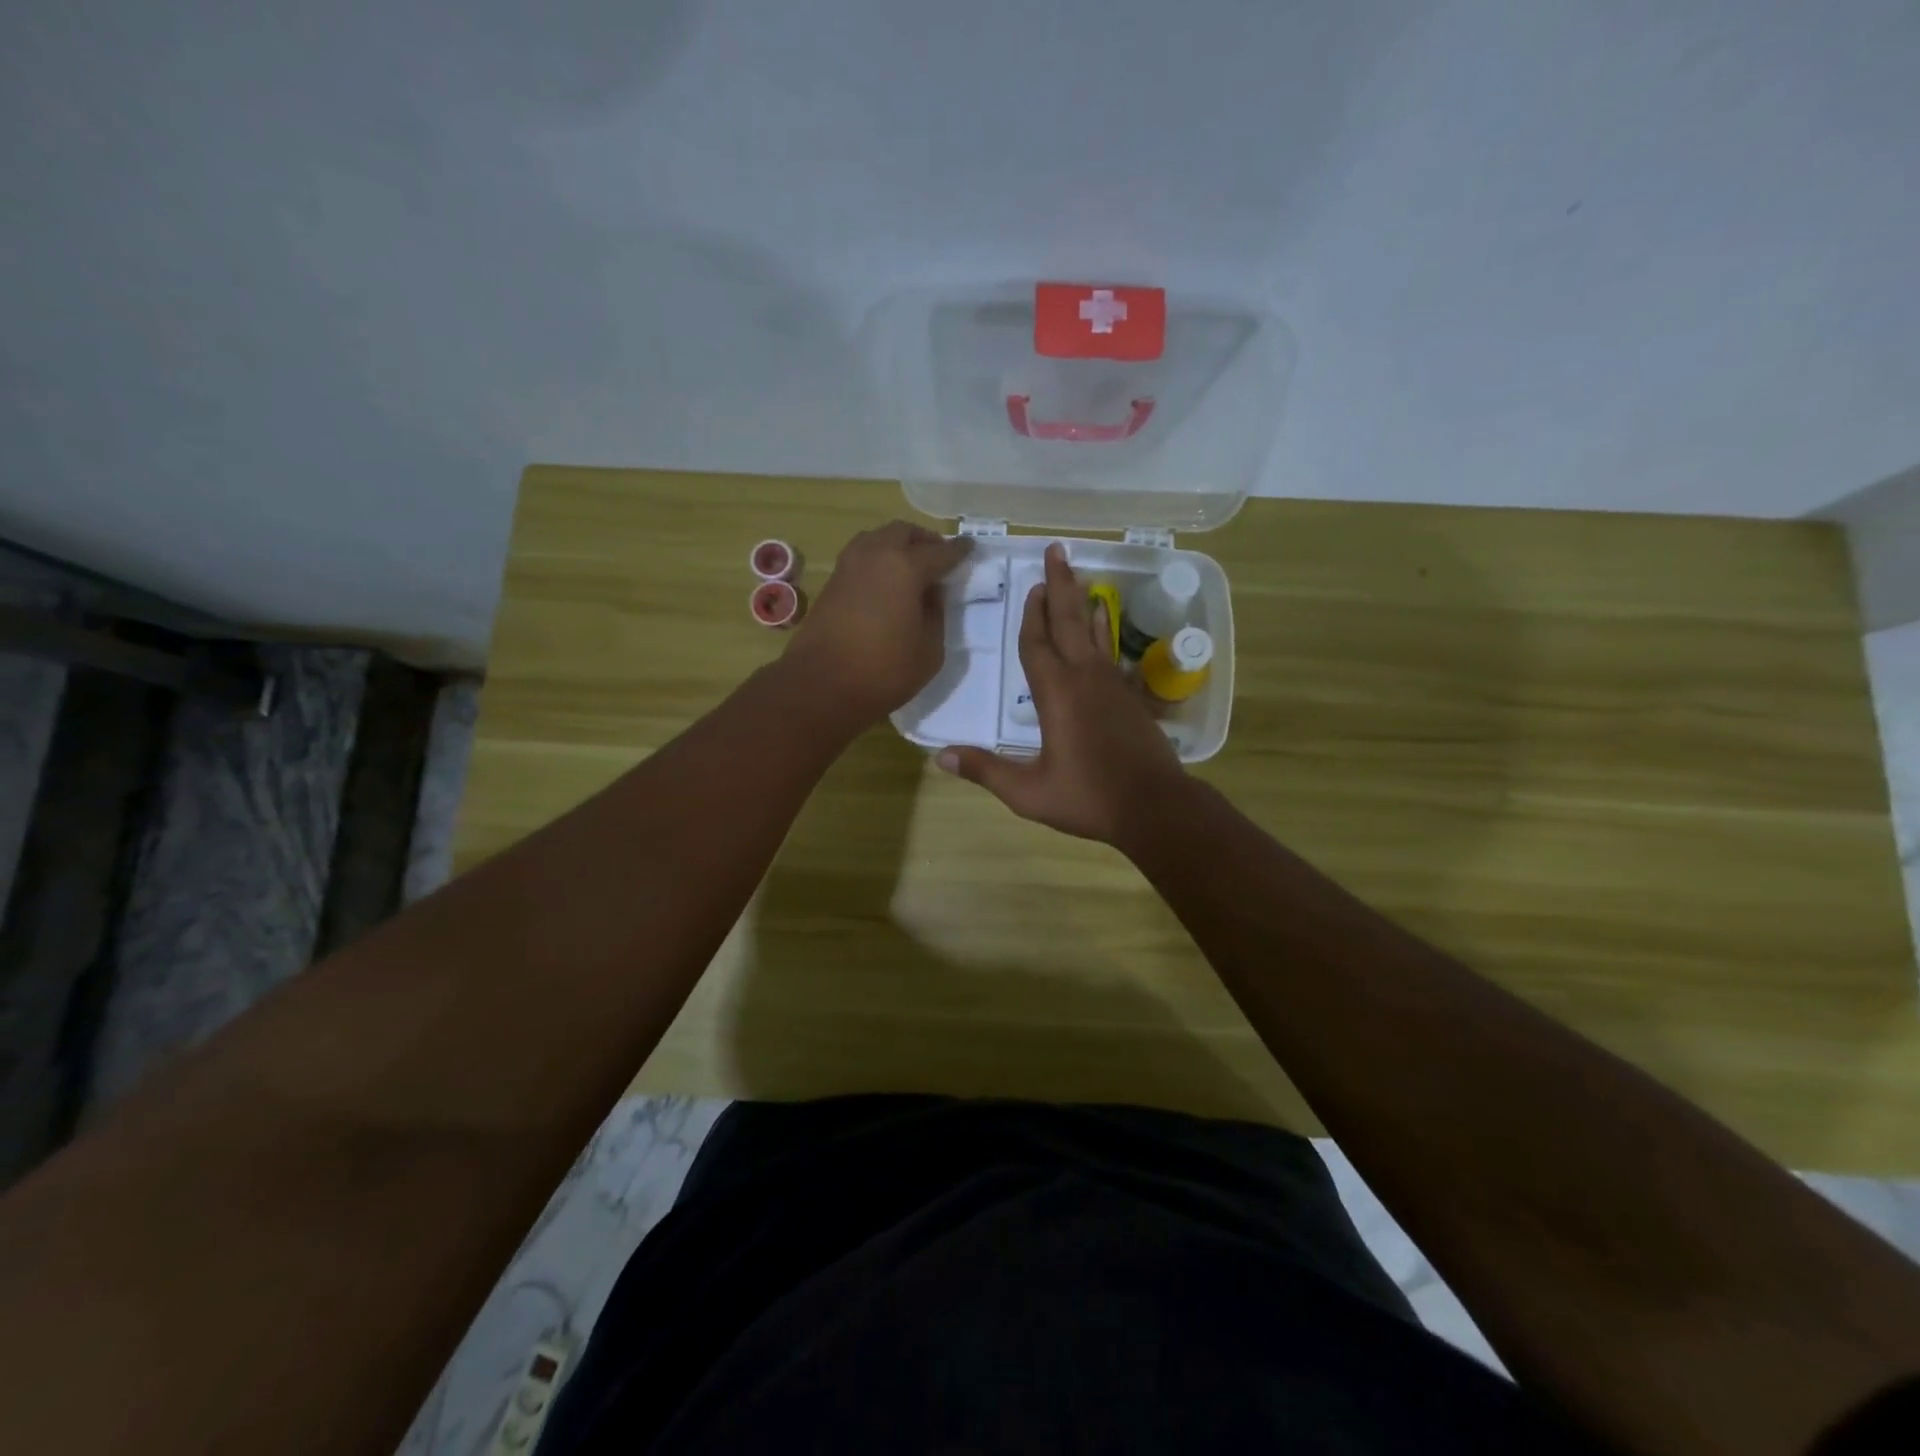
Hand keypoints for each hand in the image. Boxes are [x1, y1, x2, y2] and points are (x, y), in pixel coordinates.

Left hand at [783, 520, 972, 726]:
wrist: (821, 686)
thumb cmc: (884, 671)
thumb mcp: (929, 650)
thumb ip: (936, 615)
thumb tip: (931, 594)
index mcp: (905, 568)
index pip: (940, 552)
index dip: (958, 551)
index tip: (970, 547)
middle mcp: (875, 556)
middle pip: (904, 533)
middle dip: (924, 540)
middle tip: (938, 557)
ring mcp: (848, 566)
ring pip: (877, 538)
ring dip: (897, 545)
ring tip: (911, 566)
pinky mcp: (832, 583)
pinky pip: (861, 556)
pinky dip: (878, 559)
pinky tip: (886, 581)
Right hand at [938, 542, 1185, 844]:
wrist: (1155, 807)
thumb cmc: (1089, 798)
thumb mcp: (1029, 791)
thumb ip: (986, 771)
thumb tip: (940, 757)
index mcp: (1056, 695)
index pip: (1037, 645)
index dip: (1031, 615)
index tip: (1032, 585)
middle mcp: (1085, 679)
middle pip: (1068, 623)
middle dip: (1059, 586)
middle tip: (1057, 551)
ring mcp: (1111, 685)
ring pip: (1093, 632)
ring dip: (1081, 602)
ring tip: (1077, 576)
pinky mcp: (1129, 696)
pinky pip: (1108, 651)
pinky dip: (1102, 630)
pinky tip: (1102, 622)